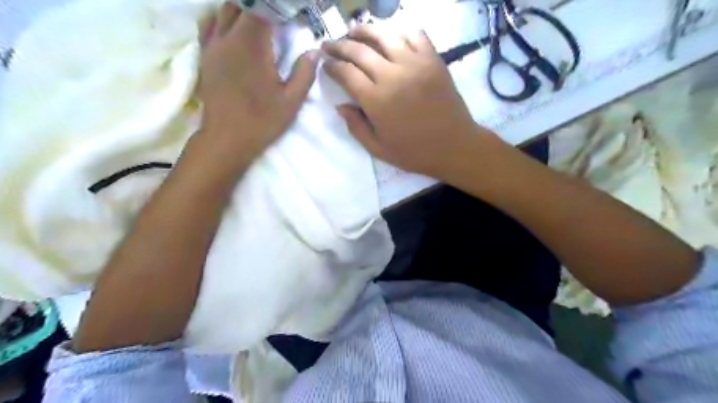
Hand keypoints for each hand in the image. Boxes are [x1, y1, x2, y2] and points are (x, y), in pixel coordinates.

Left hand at [195, 1, 318, 167]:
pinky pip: (209, 25)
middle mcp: (228, 38)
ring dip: (242, 12)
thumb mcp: (291, 101)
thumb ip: (304, 73)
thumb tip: (314, 52)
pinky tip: (234, 32)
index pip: (263, 8)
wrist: (226, 138)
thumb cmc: (262, 121)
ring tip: (258, 26)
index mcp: (252, 45)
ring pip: (223, 11)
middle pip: (241, 5)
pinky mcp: (204, 56)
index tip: (292, 16)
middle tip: (278, 23)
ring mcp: (212, 45)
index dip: (278, 9)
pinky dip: (222, 21)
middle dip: (261, 9)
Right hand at [325, 24, 487, 176]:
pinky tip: (391, 35)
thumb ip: (356, 127)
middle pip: (359, 50)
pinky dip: (399, 30)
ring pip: (384, 35)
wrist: (454, 146)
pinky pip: (414, 34)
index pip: (346, 73)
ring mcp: (415, 64)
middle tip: (330, 45)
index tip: (326, 65)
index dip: (332, 66)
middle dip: (339, 45)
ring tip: (354, 31)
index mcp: (376, 101)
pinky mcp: (433, 60)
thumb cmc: (414, 152)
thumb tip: (340, 106)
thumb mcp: (378, 149)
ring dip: (365, 30)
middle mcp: (392, 76)